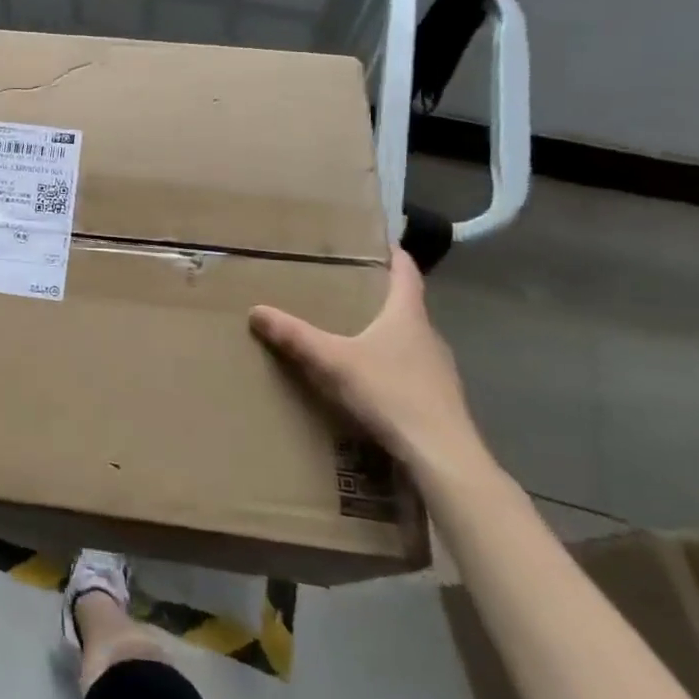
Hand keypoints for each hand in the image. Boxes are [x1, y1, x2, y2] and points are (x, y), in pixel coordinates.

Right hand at [249, 246, 488, 477]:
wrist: (442, 456)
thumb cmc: (390, 394)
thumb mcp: (333, 362)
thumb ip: (295, 336)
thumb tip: (256, 310)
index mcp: (407, 316)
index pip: (406, 273)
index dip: (394, 255)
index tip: (379, 241)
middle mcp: (428, 336)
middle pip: (406, 306)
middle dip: (379, 295)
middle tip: (347, 287)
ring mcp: (438, 370)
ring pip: (409, 339)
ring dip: (385, 332)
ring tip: (352, 331)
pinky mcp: (438, 399)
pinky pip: (410, 369)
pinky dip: (390, 364)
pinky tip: (370, 379)